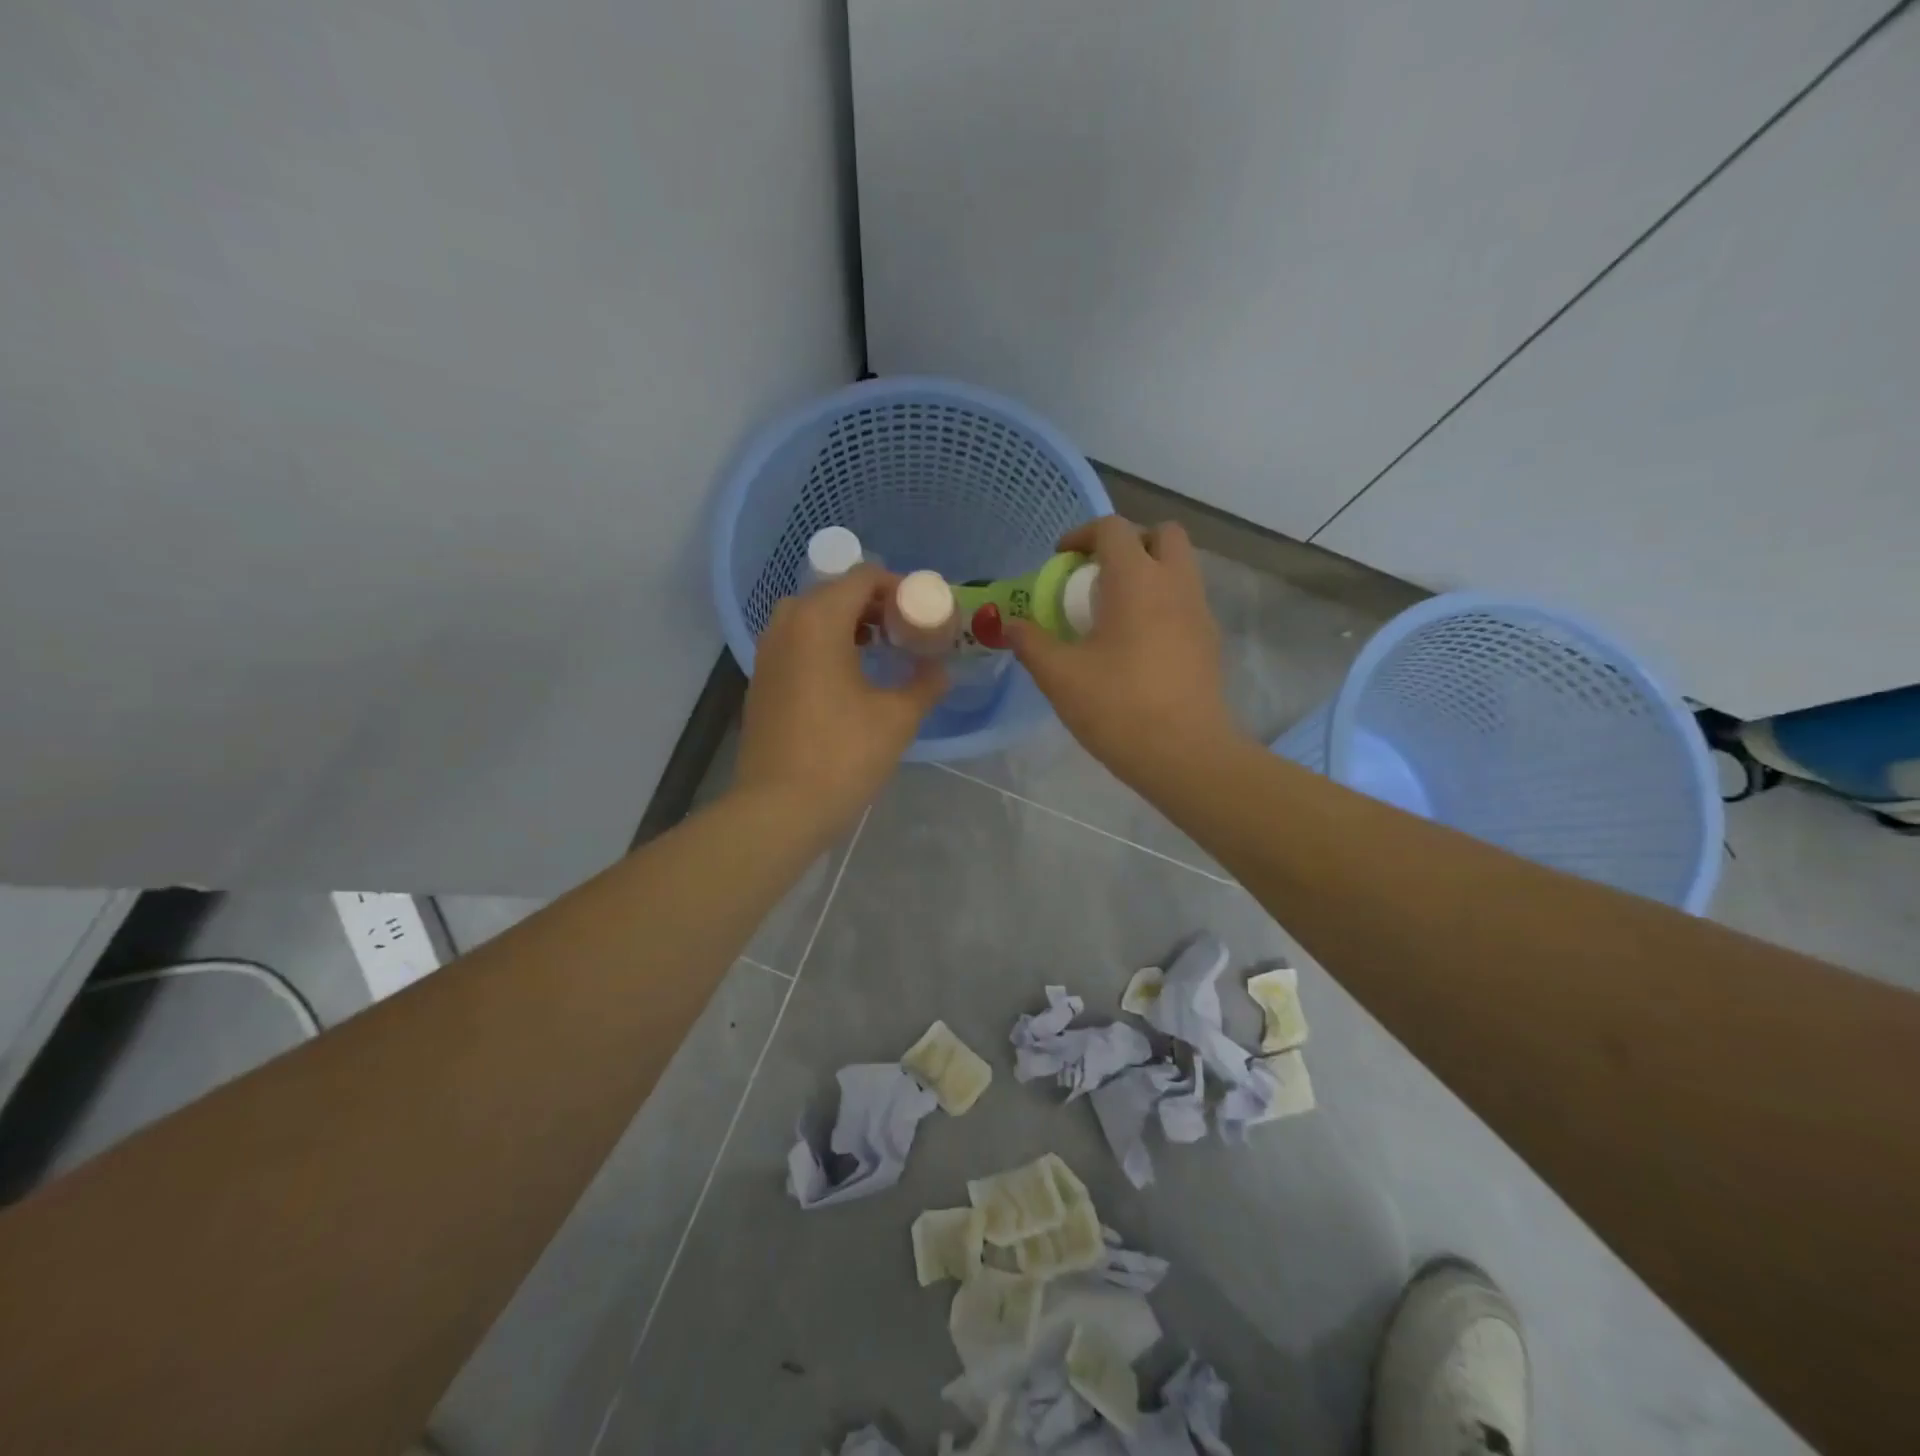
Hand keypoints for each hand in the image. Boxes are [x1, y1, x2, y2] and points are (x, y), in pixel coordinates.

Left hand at [734, 564, 947, 838]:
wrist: (779, 808)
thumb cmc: (843, 755)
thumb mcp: (898, 718)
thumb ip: (925, 683)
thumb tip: (939, 669)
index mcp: (820, 620)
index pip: (864, 577)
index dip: (899, 587)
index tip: (923, 613)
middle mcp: (787, 623)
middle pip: (836, 592)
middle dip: (874, 604)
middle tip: (906, 631)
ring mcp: (768, 652)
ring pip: (812, 616)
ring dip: (848, 623)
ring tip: (880, 651)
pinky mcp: (761, 679)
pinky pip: (797, 642)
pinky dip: (825, 644)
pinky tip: (848, 678)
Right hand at [1006, 517, 1241, 788]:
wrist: (1184, 754)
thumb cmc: (1117, 707)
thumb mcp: (1060, 676)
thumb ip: (1031, 643)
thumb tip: (1010, 626)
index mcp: (1136, 580)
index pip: (1113, 528)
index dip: (1082, 535)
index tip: (1060, 560)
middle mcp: (1175, 583)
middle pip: (1162, 534)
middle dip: (1128, 543)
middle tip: (1097, 576)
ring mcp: (1199, 612)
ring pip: (1180, 567)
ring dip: (1148, 572)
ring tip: (1114, 611)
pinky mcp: (1210, 641)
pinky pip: (1186, 601)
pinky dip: (1162, 603)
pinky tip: (1138, 644)